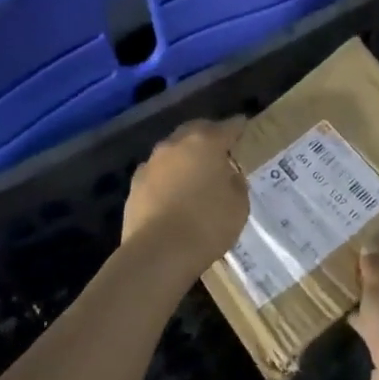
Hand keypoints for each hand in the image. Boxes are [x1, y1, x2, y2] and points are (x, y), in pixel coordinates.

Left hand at [120, 119, 248, 282]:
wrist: (158, 253)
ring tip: (194, 172)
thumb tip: (227, 174)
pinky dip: (167, 176)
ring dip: (185, 155)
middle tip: (219, 147)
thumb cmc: (207, 225)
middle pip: (195, 130)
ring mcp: (152, 163)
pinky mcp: (135, 184)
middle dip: (208, 135)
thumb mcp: (239, 204)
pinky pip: (157, 172)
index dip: (238, 126)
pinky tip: (172, 191)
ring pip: (173, 150)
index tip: (244, 126)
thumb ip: (235, 181)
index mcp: (206, 142)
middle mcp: (176, 144)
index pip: (228, 127)